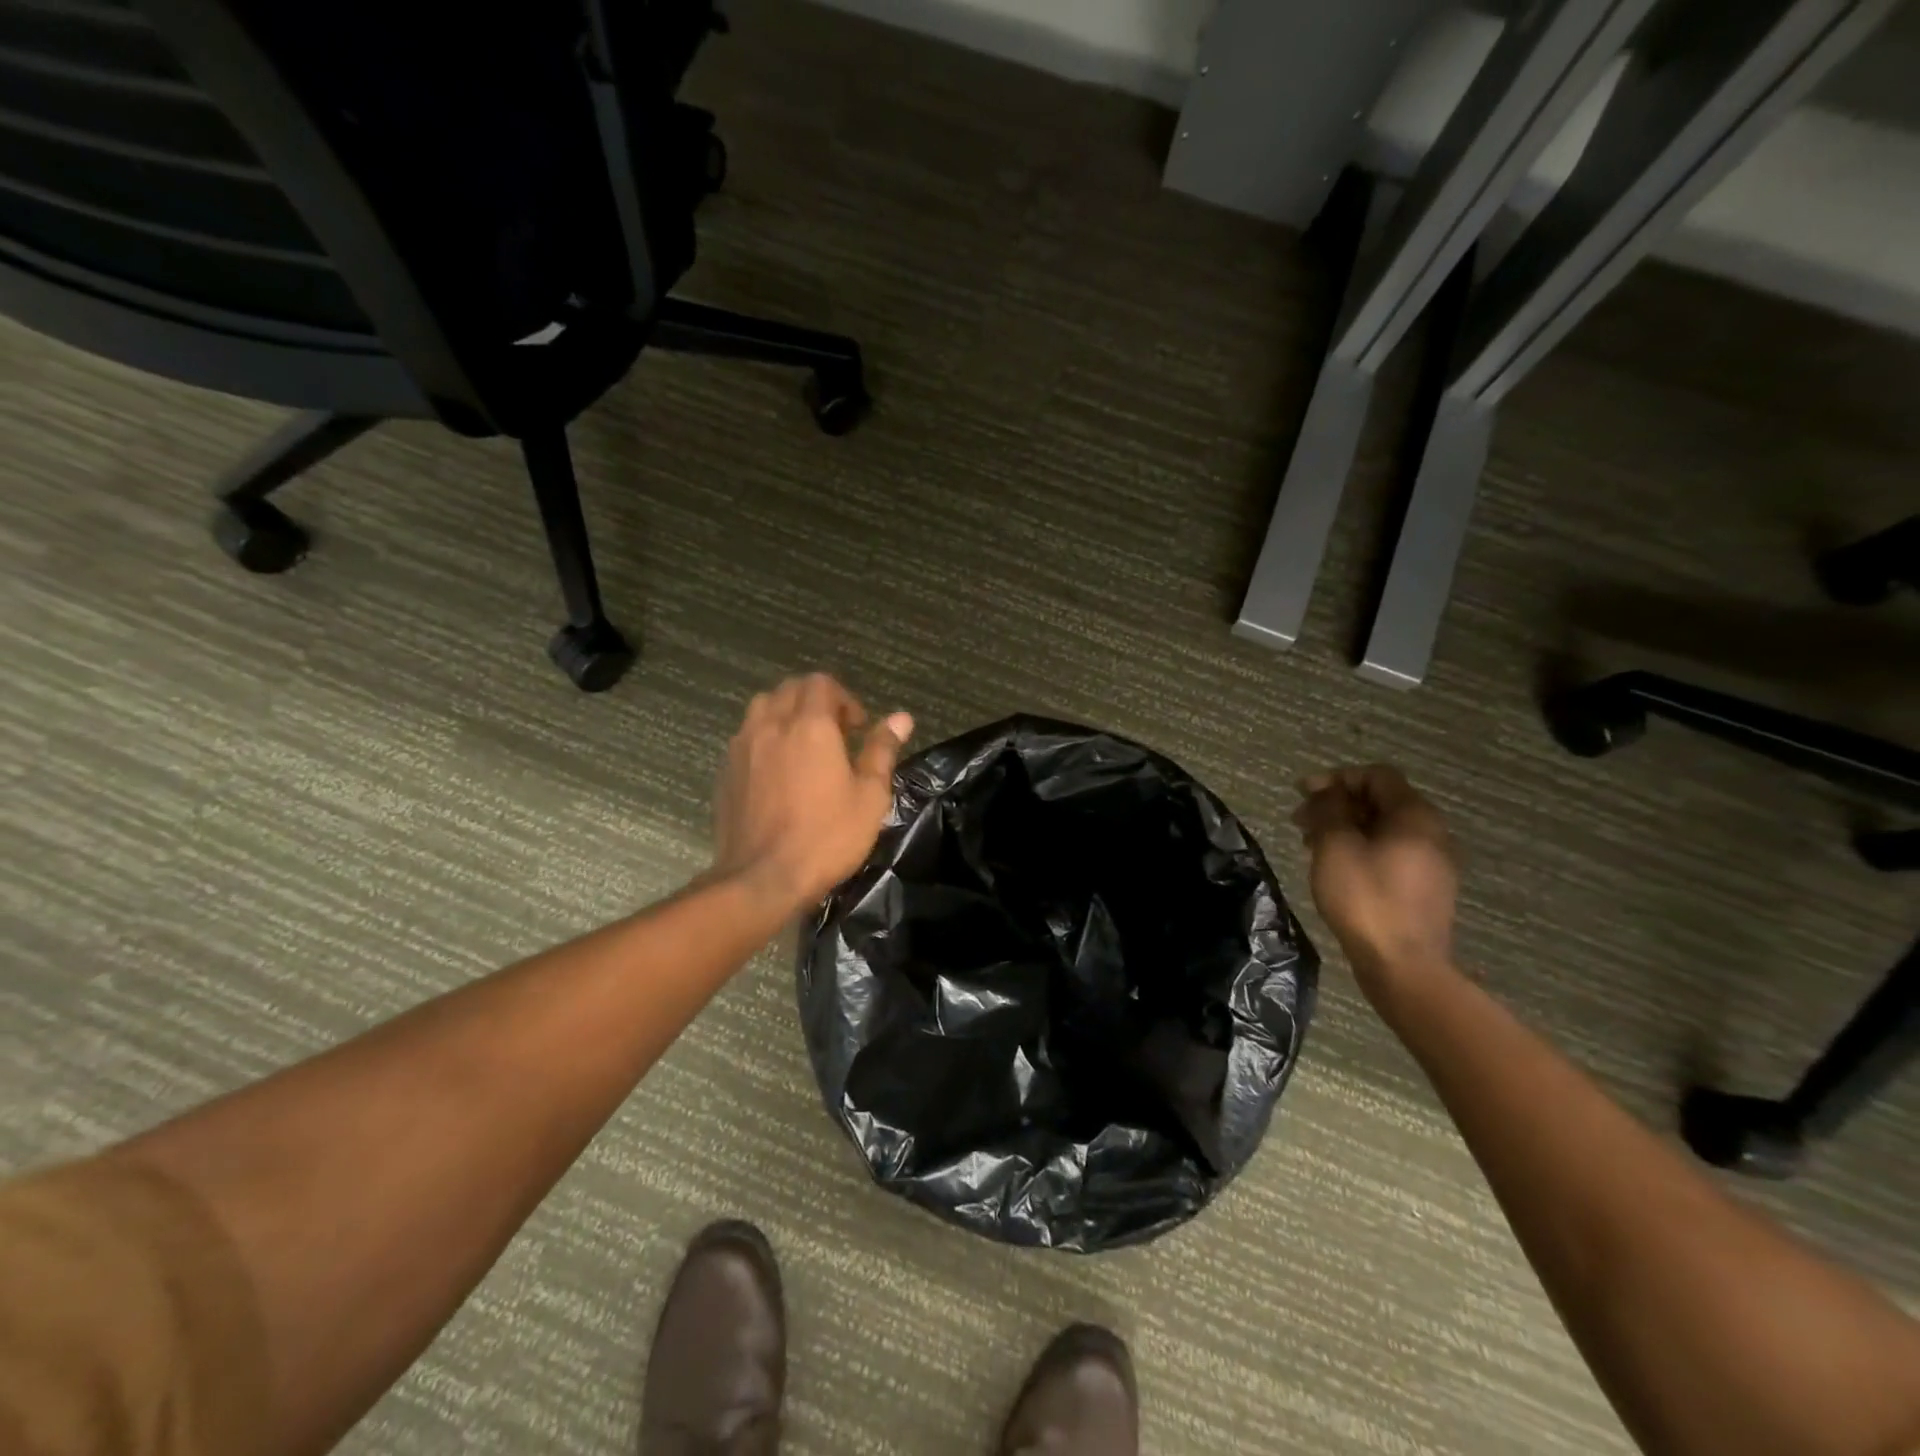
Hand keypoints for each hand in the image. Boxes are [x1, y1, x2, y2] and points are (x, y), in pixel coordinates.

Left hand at [712, 674, 913, 912]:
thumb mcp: (869, 797)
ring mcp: (742, 747)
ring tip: (802, 745)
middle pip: (790, 689)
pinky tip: (777, 770)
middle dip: (815, 701)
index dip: (844, 698)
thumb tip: (901, 717)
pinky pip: (745, 736)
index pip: (821, 683)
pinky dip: (765, 737)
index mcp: (810, 726)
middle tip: (835, 734)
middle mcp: (771, 725)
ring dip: (785, 713)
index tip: (858, 728)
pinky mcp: (725, 771)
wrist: (761, 878)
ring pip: (762, 707)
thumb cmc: (826, 837)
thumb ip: (882, 751)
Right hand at [1293, 765, 1458, 1007]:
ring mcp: (1433, 861)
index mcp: (1414, 815)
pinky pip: (1390, 851)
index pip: (1376, 776)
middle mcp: (1432, 832)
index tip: (1303, 794)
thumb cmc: (1365, 898)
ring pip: (1383, 828)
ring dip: (1345, 827)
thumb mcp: (1336, 846)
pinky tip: (1334, 866)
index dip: (1337, 778)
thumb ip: (1330, 810)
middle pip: (1380, 800)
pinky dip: (1360, 847)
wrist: (1403, 966)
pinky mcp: (1425, 887)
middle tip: (1300, 820)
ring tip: (1310, 844)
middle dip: (1337, 804)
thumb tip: (1329, 791)